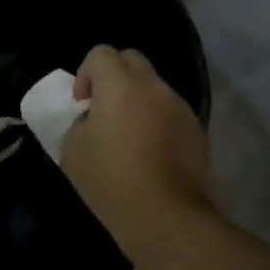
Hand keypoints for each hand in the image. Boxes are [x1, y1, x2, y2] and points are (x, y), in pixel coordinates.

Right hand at [61, 46, 211, 247]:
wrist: (164, 216)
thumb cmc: (111, 180)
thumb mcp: (73, 150)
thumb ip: (79, 122)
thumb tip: (93, 118)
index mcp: (120, 83)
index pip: (100, 53)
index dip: (86, 74)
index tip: (82, 105)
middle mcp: (153, 85)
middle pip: (131, 60)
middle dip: (114, 77)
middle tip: (104, 111)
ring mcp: (179, 106)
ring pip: (154, 87)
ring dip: (138, 99)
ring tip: (130, 136)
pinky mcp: (196, 128)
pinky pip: (171, 111)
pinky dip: (158, 120)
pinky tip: (152, 153)